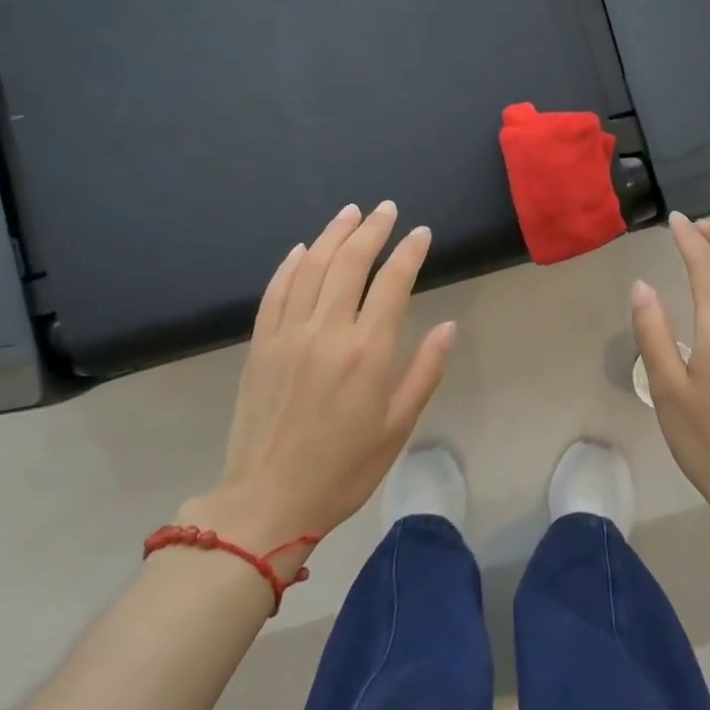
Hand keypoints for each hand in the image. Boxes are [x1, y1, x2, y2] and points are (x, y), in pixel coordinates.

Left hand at [182, 202, 456, 547]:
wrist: (267, 500)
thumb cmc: (344, 469)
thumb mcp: (398, 426)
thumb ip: (425, 371)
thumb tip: (449, 327)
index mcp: (367, 351)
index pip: (393, 282)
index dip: (409, 252)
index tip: (421, 233)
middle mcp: (327, 331)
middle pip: (350, 263)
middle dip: (372, 230)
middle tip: (387, 209)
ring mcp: (288, 334)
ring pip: (311, 267)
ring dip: (332, 234)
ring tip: (350, 213)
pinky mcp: (260, 345)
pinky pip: (276, 291)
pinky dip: (290, 264)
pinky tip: (302, 250)